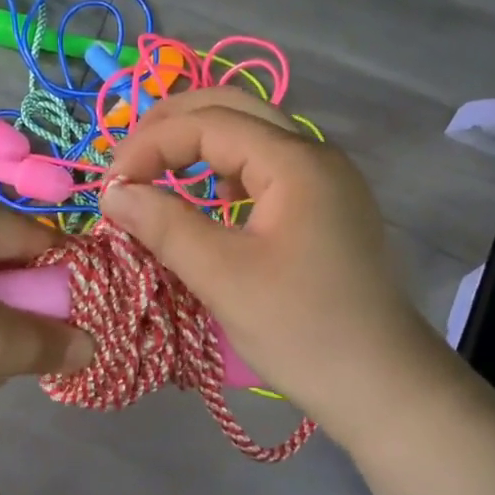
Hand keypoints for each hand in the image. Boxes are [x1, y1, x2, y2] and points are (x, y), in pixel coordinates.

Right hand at [100, 89, 445, 439]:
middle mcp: (316, 156)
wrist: (383, 385)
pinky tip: (211, 200)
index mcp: (296, 162)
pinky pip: (269, 170)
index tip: (111, 188)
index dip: (151, 144)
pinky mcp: (328, 209)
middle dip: (174, 125)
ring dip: (201, 145)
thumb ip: (165, 226)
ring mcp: (327, 181)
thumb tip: (113, 194)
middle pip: (235, 110)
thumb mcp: (223, 277)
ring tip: (158, 171)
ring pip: (253, 137)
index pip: (210, 122)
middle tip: (128, 158)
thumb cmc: (302, 330)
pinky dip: (228, 172)